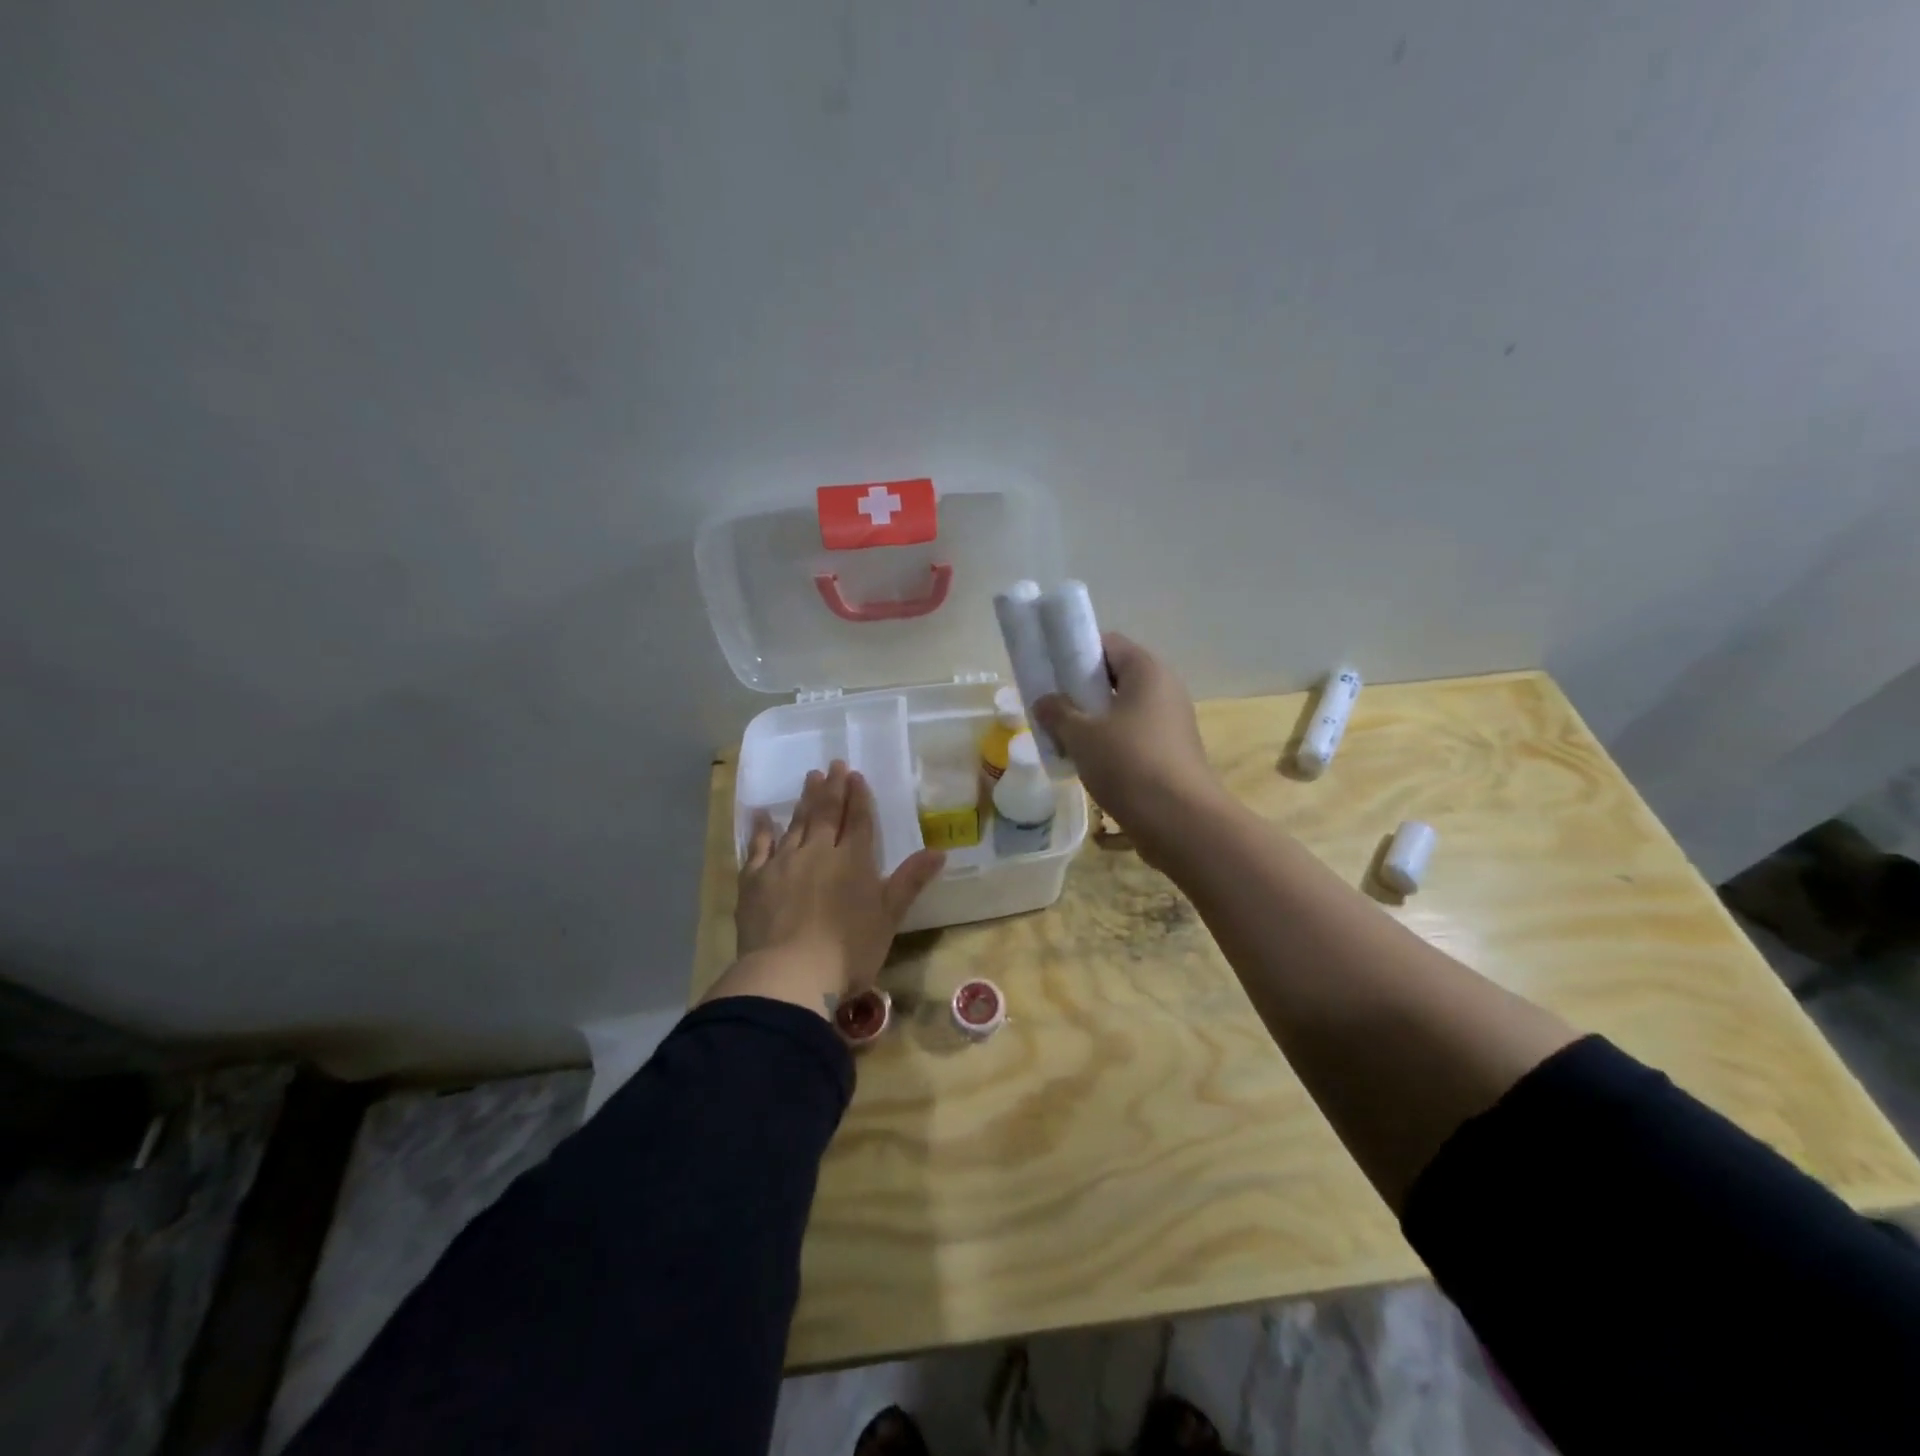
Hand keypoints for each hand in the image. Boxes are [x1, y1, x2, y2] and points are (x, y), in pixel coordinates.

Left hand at [712, 760, 944, 1019]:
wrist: (788, 974)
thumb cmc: (847, 951)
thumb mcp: (888, 918)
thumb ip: (910, 881)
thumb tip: (940, 851)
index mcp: (852, 861)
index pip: (857, 821)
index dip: (858, 797)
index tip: (856, 775)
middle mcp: (817, 852)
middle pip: (826, 814)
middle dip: (832, 788)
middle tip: (833, 763)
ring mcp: (783, 863)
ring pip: (796, 823)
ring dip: (804, 800)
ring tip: (810, 778)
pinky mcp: (754, 880)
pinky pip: (758, 847)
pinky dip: (761, 829)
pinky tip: (762, 815)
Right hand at [1033, 633, 1224, 863]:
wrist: (1180, 821)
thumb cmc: (1129, 764)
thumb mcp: (1081, 735)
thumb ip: (1057, 712)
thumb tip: (1045, 701)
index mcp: (1147, 671)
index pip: (1108, 644)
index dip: (1076, 654)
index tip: (1051, 674)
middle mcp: (1165, 689)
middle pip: (1115, 677)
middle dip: (1081, 691)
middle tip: (1052, 709)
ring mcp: (1171, 722)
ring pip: (1123, 710)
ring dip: (1093, 721)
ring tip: (1064, 739)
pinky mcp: (1171, 752)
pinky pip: (1133, 736)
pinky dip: (1110, 743)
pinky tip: (1088, 763)